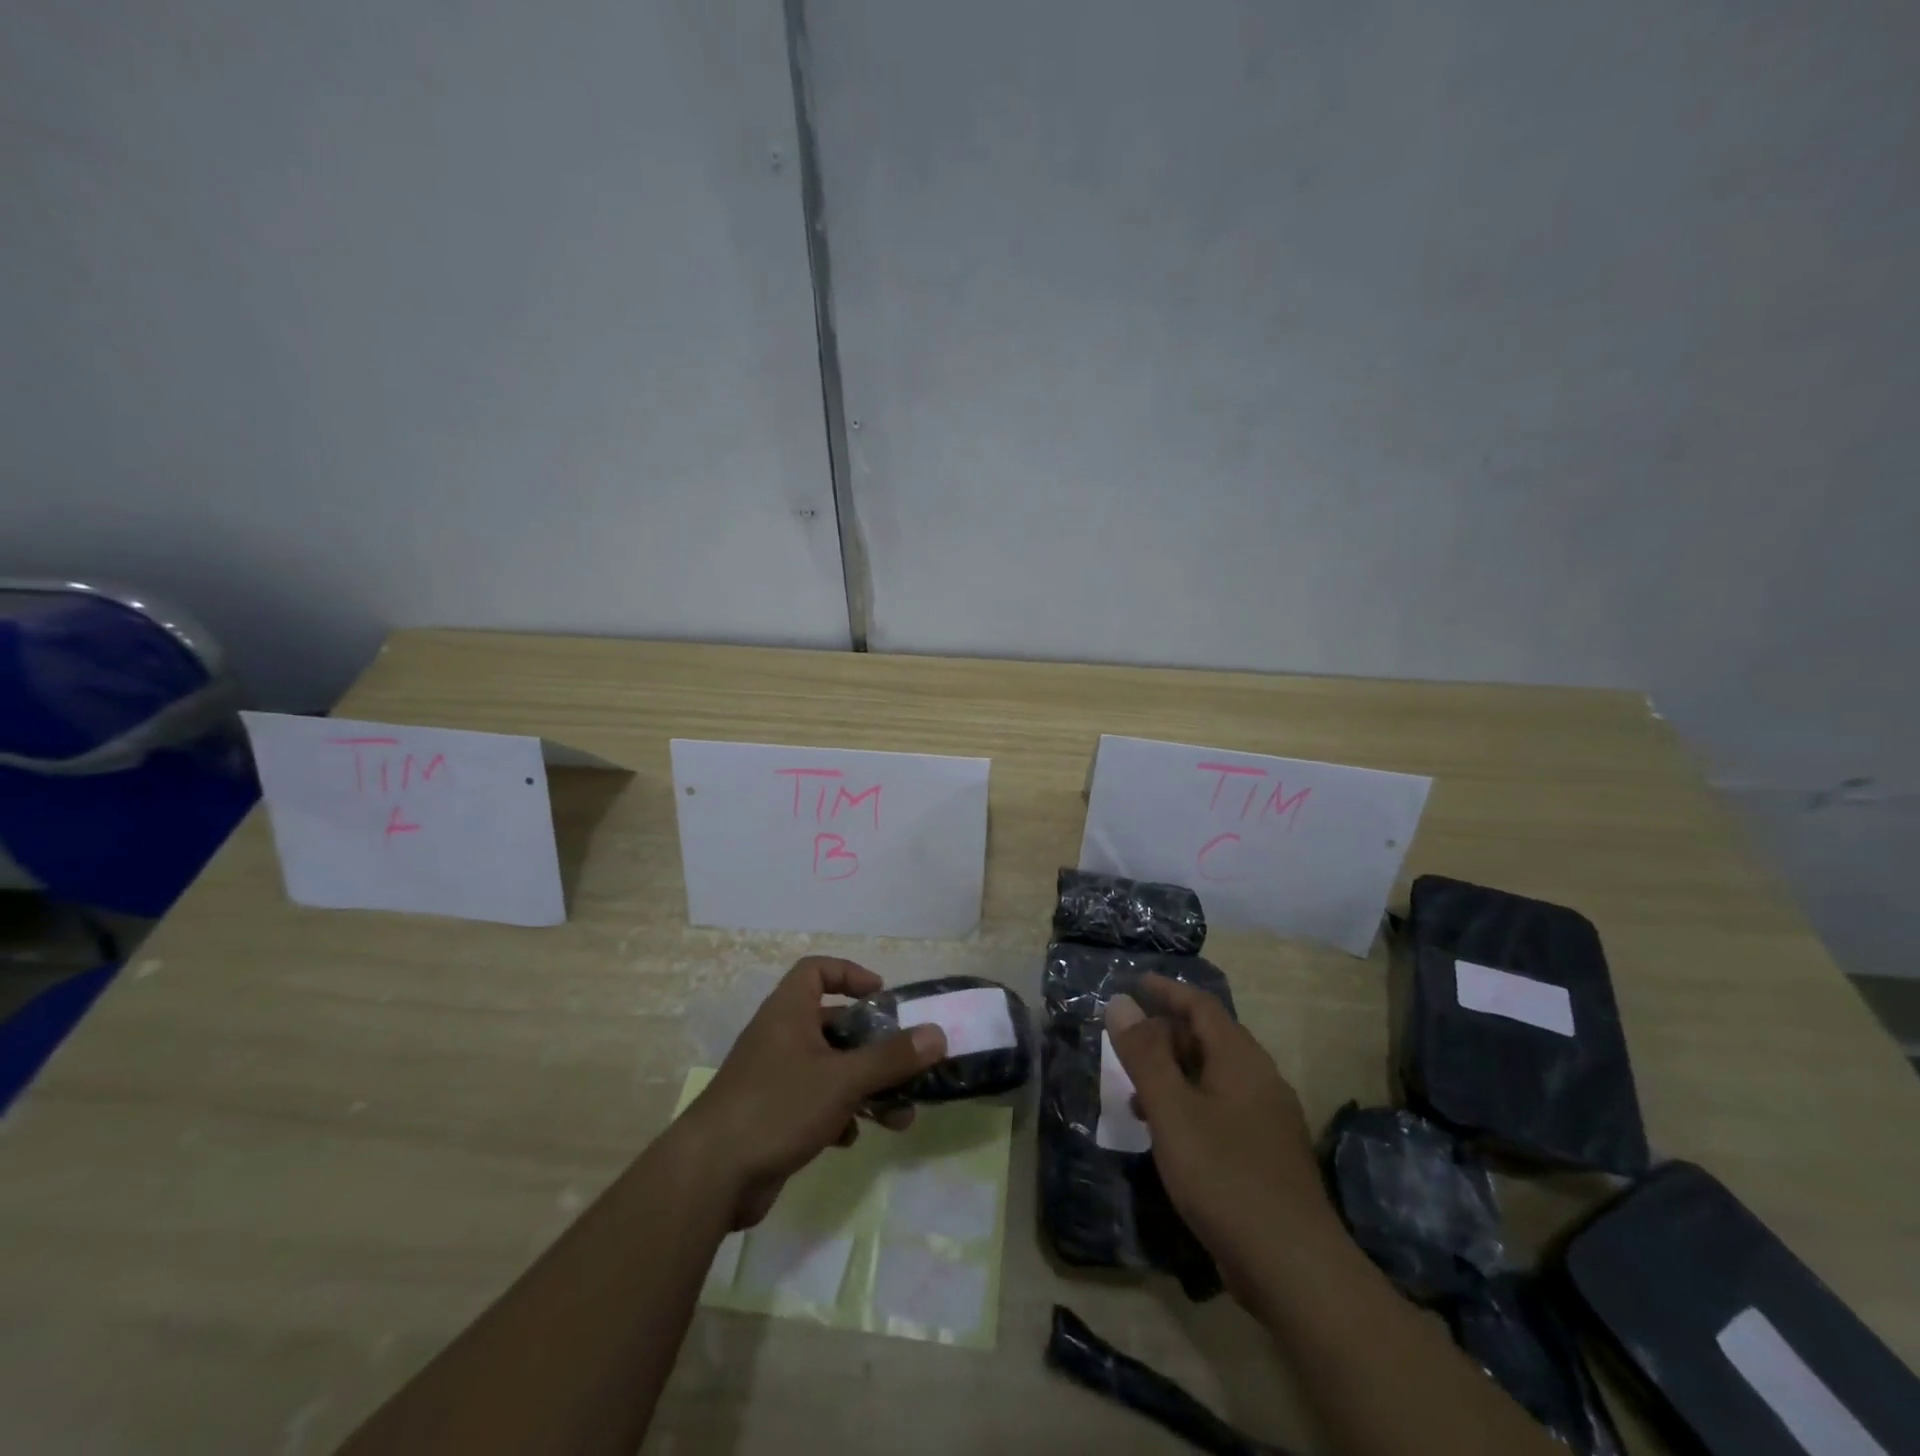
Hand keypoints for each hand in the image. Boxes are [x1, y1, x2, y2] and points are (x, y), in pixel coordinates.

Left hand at [670, 957, 946, 1228]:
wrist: (711, 1176)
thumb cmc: (777, 1106)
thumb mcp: (843, 1079)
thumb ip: (892, 1058)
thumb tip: (937, 1034)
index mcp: (789, 1012)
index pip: (816, 970)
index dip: (850, 974)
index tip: (882, 995)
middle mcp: (780, 1037)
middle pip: (833, 1025)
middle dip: (873, 1046)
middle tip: (905, 1063)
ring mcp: (773, 1078)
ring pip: (830, 1069)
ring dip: (865, 1087)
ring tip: (900, 1115)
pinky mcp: (771, 1116)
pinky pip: (815, 1102)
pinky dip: (839, 1114)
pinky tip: (853, 1137)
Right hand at [1105, 974, 1342, 1302]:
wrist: (1294, 1268)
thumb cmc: (1225, 1176)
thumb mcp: (1172, 1110)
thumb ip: (1144, 1054)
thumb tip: (1121, 1002)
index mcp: (1241, 1059)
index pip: (1201, 1005)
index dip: (1166, 991)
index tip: (1133, 983)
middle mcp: (1259, 1079)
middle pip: (1208, 1038)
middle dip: (1164, 1035)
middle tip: (1125, 1045)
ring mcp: (1267, 1119)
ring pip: (1213, 1077)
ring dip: (1173, 1074)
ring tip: (1135, 1096)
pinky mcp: (1265, 1154)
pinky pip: (1221, 1109)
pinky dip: (1188, 1106)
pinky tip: (1168, 1136)